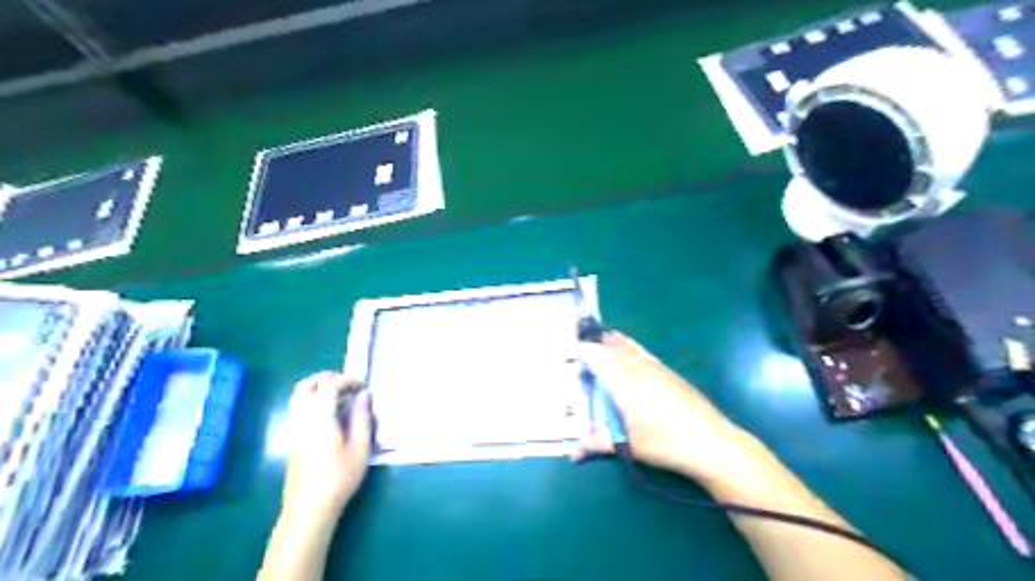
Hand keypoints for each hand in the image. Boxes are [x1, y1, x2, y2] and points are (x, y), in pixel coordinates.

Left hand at [281, 373, 372, 521]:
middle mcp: (302, 419)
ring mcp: (293, 429)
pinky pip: (298, 408)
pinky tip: (330, 414)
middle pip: (306, 385)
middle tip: (348, 384)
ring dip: (318, 388)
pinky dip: (312, 400)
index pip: (329, 386)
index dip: (346, 380)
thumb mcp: (360, 448)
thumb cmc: (339, 477)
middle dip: (327, 378)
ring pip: (298, 396)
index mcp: (319, 418)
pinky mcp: (292, 439)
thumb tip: (364, 396)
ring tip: (340, 396)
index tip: (362, 386)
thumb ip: (362, 418)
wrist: (309, 508)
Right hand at [574, 332, 756, 484]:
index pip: (595, 354)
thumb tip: (572, 453)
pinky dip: (627, 349)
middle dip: (594, 343)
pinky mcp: (669, 371)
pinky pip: (641, 351)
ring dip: (611, 343)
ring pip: (628, 344)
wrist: (712, 441)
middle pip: (611, 343)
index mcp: (623, 380)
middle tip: (581, 353)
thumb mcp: (628, 445)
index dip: (578, 351)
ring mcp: (656, 366)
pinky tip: (629, 364)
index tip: (566, 355)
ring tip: (601, 351)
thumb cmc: (665, 442)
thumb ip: (597, 443)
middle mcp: (637, 366)